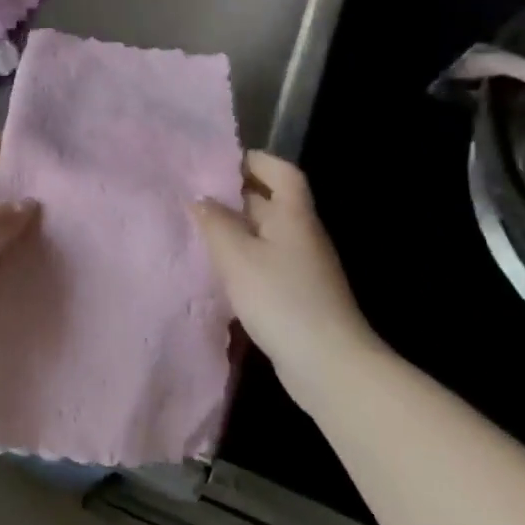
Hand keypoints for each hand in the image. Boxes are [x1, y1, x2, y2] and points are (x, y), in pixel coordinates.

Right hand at [192, 152, 378, 406]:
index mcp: (293, 215)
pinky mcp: (298, 295)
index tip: (222, 161)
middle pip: (272, 202)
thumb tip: (200, 198)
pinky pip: (266, 263)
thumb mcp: (237, 256)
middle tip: (196, 195)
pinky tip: (219, 271)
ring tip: (199, 231)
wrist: (328, 363)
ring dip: (237, 230)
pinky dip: (243, 260)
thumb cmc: (280, 298)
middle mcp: (302, 234)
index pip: (282, 173)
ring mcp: (303, 267)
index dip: (256, 161)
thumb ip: (215, 223)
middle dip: (237, 196)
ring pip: (266, 235)